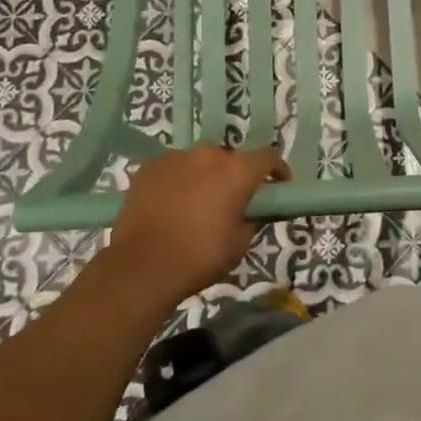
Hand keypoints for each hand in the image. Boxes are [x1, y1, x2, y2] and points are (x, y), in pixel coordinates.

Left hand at [105, 144, 290, 305]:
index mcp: (237, 171)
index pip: (268, 156)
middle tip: (233, 200)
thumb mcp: (239, 243)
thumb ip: (255, 219)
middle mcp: (209, 154)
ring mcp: (176, 157)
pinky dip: (179, 179)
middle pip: (231, 158)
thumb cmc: (200, 256)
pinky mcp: (150, 166)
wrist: (142, 266)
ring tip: (199, 202)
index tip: (278, 186)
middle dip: (236, 175)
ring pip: (200, 161)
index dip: (277, 170)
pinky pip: (174, 167)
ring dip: (206, 175)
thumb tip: (260, 209)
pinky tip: (172, 203)